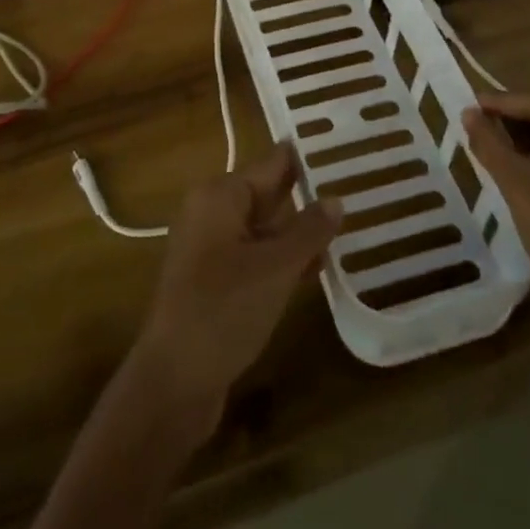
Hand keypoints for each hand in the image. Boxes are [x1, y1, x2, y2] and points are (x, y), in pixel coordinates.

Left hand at [134, 145, 342, 426]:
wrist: (173, 381)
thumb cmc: (222, 310)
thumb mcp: (274, 268)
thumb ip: (307, 231)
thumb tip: (336, 199)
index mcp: (220, 195)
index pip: (272, 163)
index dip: (307, 157)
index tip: (344, 147)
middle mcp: (212, 212)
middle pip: (268, 193)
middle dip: (307, 195)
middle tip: (356, 186)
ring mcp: (212, 248)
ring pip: (265, 228)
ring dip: (300, 231)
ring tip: (349, 225)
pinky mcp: (216, 281)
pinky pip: (257, 256)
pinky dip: (284, 259)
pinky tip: (319, 268)